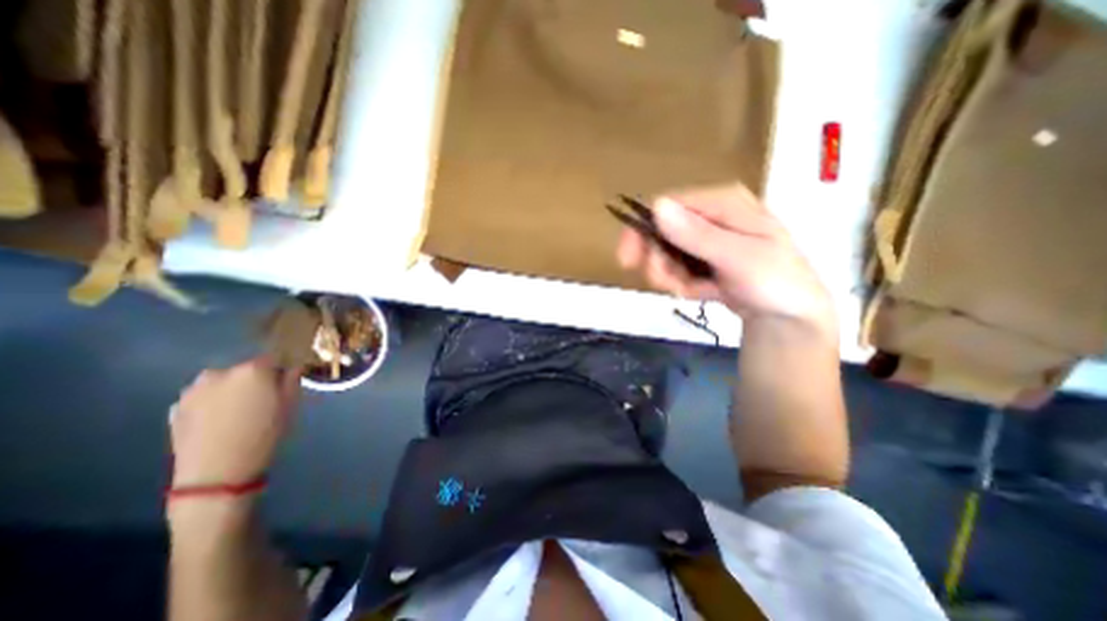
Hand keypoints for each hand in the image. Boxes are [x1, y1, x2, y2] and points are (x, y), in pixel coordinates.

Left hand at [167, 358, 300, 489]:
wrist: (216, 472)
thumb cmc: (264, 433)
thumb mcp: (291, 404)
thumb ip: (292, 379)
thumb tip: (293, 367)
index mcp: (252, 369)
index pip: (274, 357)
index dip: (282, 368)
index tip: (286, 381)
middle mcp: (220, 372)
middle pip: (245, 369)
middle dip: (255, 380)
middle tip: (263, 399)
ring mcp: (193, 390)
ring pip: (222, 382)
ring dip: (232, 390)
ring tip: (239, 412)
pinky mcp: (176, 407)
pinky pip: (204, 397)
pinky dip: (213, 403)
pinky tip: (220, 421)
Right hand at [618, 182, 834, 334]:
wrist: (789, 317)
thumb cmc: (775, 282)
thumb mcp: (739, 257)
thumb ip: (698, 235)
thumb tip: (657, 207)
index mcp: (721, 202)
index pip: (666, 205)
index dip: (642, 230)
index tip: (628, 261)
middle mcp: (709, 215)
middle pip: (660, 230)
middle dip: (658, 261)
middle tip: (666, 284)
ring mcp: (704, 238)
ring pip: (664, 253)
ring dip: (669, 276)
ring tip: (691, 291)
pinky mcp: (702, 259)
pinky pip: (675, 268)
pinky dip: (679, 284)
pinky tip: (699, 292)